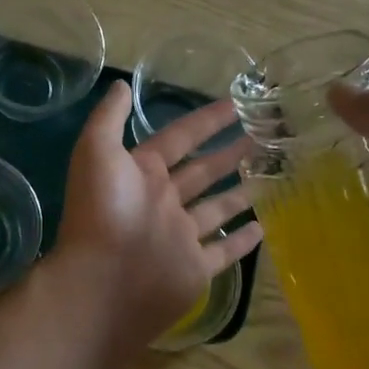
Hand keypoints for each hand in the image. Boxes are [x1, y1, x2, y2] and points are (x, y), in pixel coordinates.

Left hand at [49, 82, 263, 349]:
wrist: (102, 283)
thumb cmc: (103, 212)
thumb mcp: (97, 152)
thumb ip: (109, 118)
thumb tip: (122, 85)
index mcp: (142, 173)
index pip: (180, 138)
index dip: (206, 121)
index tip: (237, 104)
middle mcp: (162, 201)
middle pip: (203, 171)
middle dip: (231, 152)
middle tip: (266, 136)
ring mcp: (180, 236)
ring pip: (216, 208)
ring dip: (240, 192)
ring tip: (271, 174)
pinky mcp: (194, 268)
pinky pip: (223, 251)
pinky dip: (241, 240)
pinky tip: (263, 226)